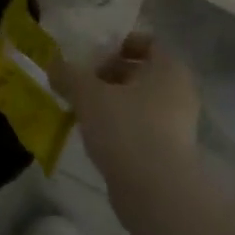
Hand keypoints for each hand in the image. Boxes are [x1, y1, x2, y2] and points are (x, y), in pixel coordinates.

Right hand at [52, 32, 199, 181]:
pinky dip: (121, 127)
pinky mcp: (170, 153)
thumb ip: (69, 75)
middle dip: (110, 75)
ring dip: (113, 103)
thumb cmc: (126, 128)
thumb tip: (54, 65)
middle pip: (141, 73)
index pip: (147, 42)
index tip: (92, 55)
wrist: (155, 191)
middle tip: (81, 83)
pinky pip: (142, 128)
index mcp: (169, 67)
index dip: (119, 44)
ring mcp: (178, 124)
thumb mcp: (88, 95)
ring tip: (82, 110)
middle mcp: (180, 91)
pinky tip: (97, 137)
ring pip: (140, 102)